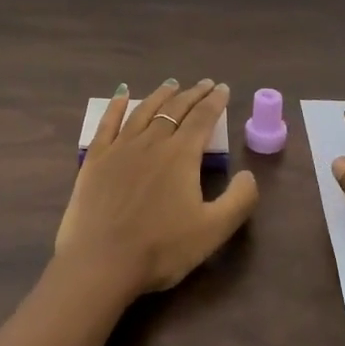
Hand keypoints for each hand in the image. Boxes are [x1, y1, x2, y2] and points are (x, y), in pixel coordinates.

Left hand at [50, 79, 259, 305]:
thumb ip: (239, 200)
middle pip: (175, 110)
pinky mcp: (95, 159)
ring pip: (143, 111)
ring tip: (171, 85)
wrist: (101, 262)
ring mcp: (119, 148)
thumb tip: (249, 174)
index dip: (215, 102)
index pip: (203, 119)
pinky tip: (121, 95)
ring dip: (160, 95)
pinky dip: (116, 106)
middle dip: (193, 94)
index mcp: (181, 155)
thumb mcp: (213, 230)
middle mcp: (151, 142)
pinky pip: (107, 124)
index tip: (223, 89)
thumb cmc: (161, 248)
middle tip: (204, 84)